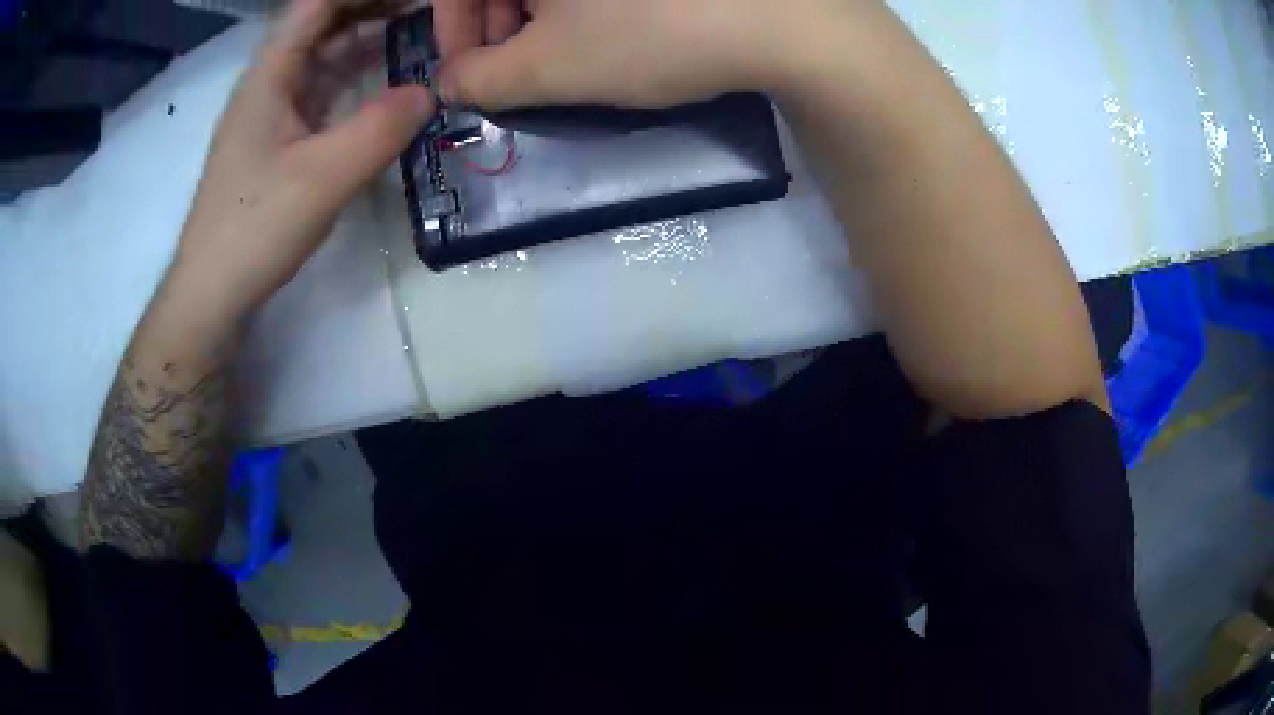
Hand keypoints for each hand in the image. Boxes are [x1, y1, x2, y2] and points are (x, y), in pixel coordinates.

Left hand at [168, 0, 434, 323]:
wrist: (211, 293)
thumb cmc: (254, 230)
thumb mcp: (323, 177)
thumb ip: (380, 128)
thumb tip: (431, 91)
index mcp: (269, 75)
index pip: (317, 4)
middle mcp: (268, 83)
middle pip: (321, 23)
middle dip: (372, 8)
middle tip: (426, 10)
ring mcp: (271, 112)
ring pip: (322, 56)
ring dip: (366, 39)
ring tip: (416, 32)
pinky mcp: (277, 140)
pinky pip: (322, 90)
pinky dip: (355, 77)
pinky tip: (384, 82)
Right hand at [432, 0, 845, 110]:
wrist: (782, 21)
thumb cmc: (651, 33)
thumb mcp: (550, 68)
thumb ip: (480, 79)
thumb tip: (449, 81)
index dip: (451, 29)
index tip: (466, 73)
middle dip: (497, 26)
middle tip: (518, 70)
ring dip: (539, 16)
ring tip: (567, 56)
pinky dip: (582, 6)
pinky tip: (606, 31)